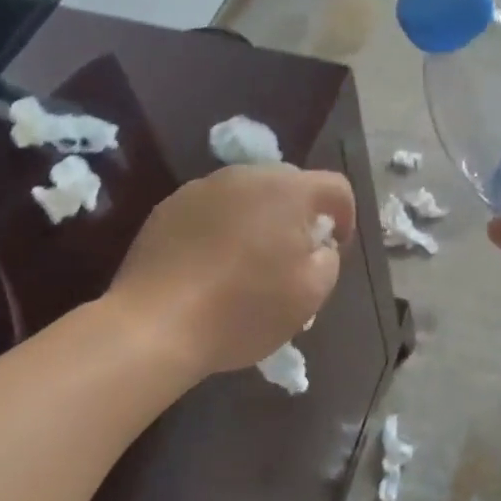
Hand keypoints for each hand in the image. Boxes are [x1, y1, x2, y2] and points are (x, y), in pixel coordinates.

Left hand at [112, 163, 354, 375]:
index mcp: (287, 190)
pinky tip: (211, 265)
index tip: (334, 250)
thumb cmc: (243, 310)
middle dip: (299, 215)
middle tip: (294, 256)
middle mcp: (246, 176)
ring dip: (259, 219)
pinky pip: (212, 208)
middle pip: (289, 184)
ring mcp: (202, 187)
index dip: (345, 216)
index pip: (335, 187)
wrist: (155, 324)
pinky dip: (222, 227)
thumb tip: (317, 246)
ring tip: (250, 261)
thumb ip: (328, 260)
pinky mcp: (169, 206)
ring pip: (247, 194)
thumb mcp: (309, 296)